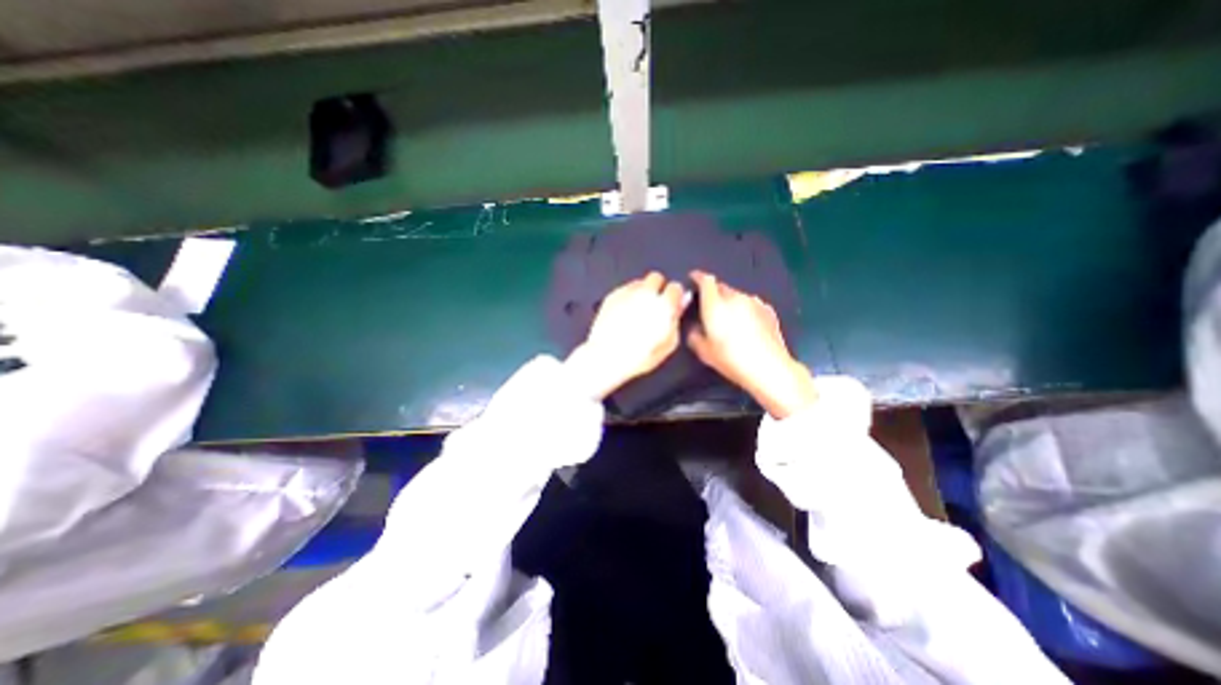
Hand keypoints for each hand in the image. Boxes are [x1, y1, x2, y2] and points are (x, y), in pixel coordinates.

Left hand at [564, 274, 685, 401]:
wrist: (607, 357)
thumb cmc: (638, 356)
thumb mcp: (668, 344)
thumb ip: (676, 321)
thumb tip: (680, 305)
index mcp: (663, 305)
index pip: (676, 287)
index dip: (674, 296)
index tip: (672, 304)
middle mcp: (645, 294)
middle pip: (657, 278)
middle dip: (657, 288)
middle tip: (654, 304)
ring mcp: (627, 293)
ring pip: (639, 282)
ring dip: (642, 292)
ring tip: (638, 310)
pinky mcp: (612, 296)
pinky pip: (624, 289)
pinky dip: (627, 297)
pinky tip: (625, 312)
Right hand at [691, 269, 812, 417]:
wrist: (769, 368)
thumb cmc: (731, 359)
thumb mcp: (704, 352)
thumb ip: (694, 335)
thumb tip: (694, 327)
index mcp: (715, 304)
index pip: (706, 280)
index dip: (698, 277)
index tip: (693, 279)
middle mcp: (735, 297)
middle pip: (721, 286)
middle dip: (713, 292)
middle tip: (708, 307)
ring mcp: (754, 302)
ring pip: (736, 295)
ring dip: (729, 302)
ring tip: (728, 318)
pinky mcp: (768, 310)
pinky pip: (750, 304)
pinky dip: (744, 309)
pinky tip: (746, 324)